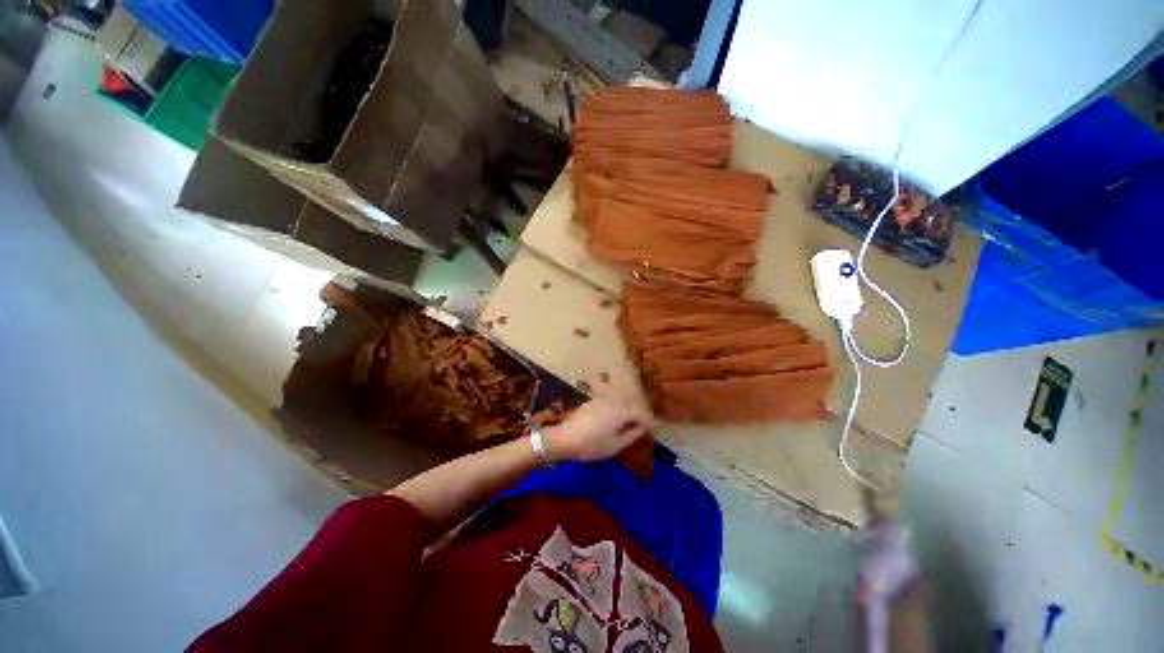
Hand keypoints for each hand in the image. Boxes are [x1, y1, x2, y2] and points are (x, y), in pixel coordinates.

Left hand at [544, 397, 653, 462]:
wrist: (564, 439)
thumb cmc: (592, 445)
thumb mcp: (616, 445)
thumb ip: (632, 434)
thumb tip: (643, 428)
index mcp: (620, 411)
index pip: (641, 413)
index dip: (648, 422)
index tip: (651, 432)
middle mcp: (612, 401)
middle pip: (631, 405)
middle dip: (638, 415)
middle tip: (641, 429)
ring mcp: (600, 400)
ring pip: (620, 403)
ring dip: (627, 413)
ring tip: (627, 427)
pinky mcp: (591, 403)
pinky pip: (609, 404)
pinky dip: (615, 412)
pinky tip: (611, 423)